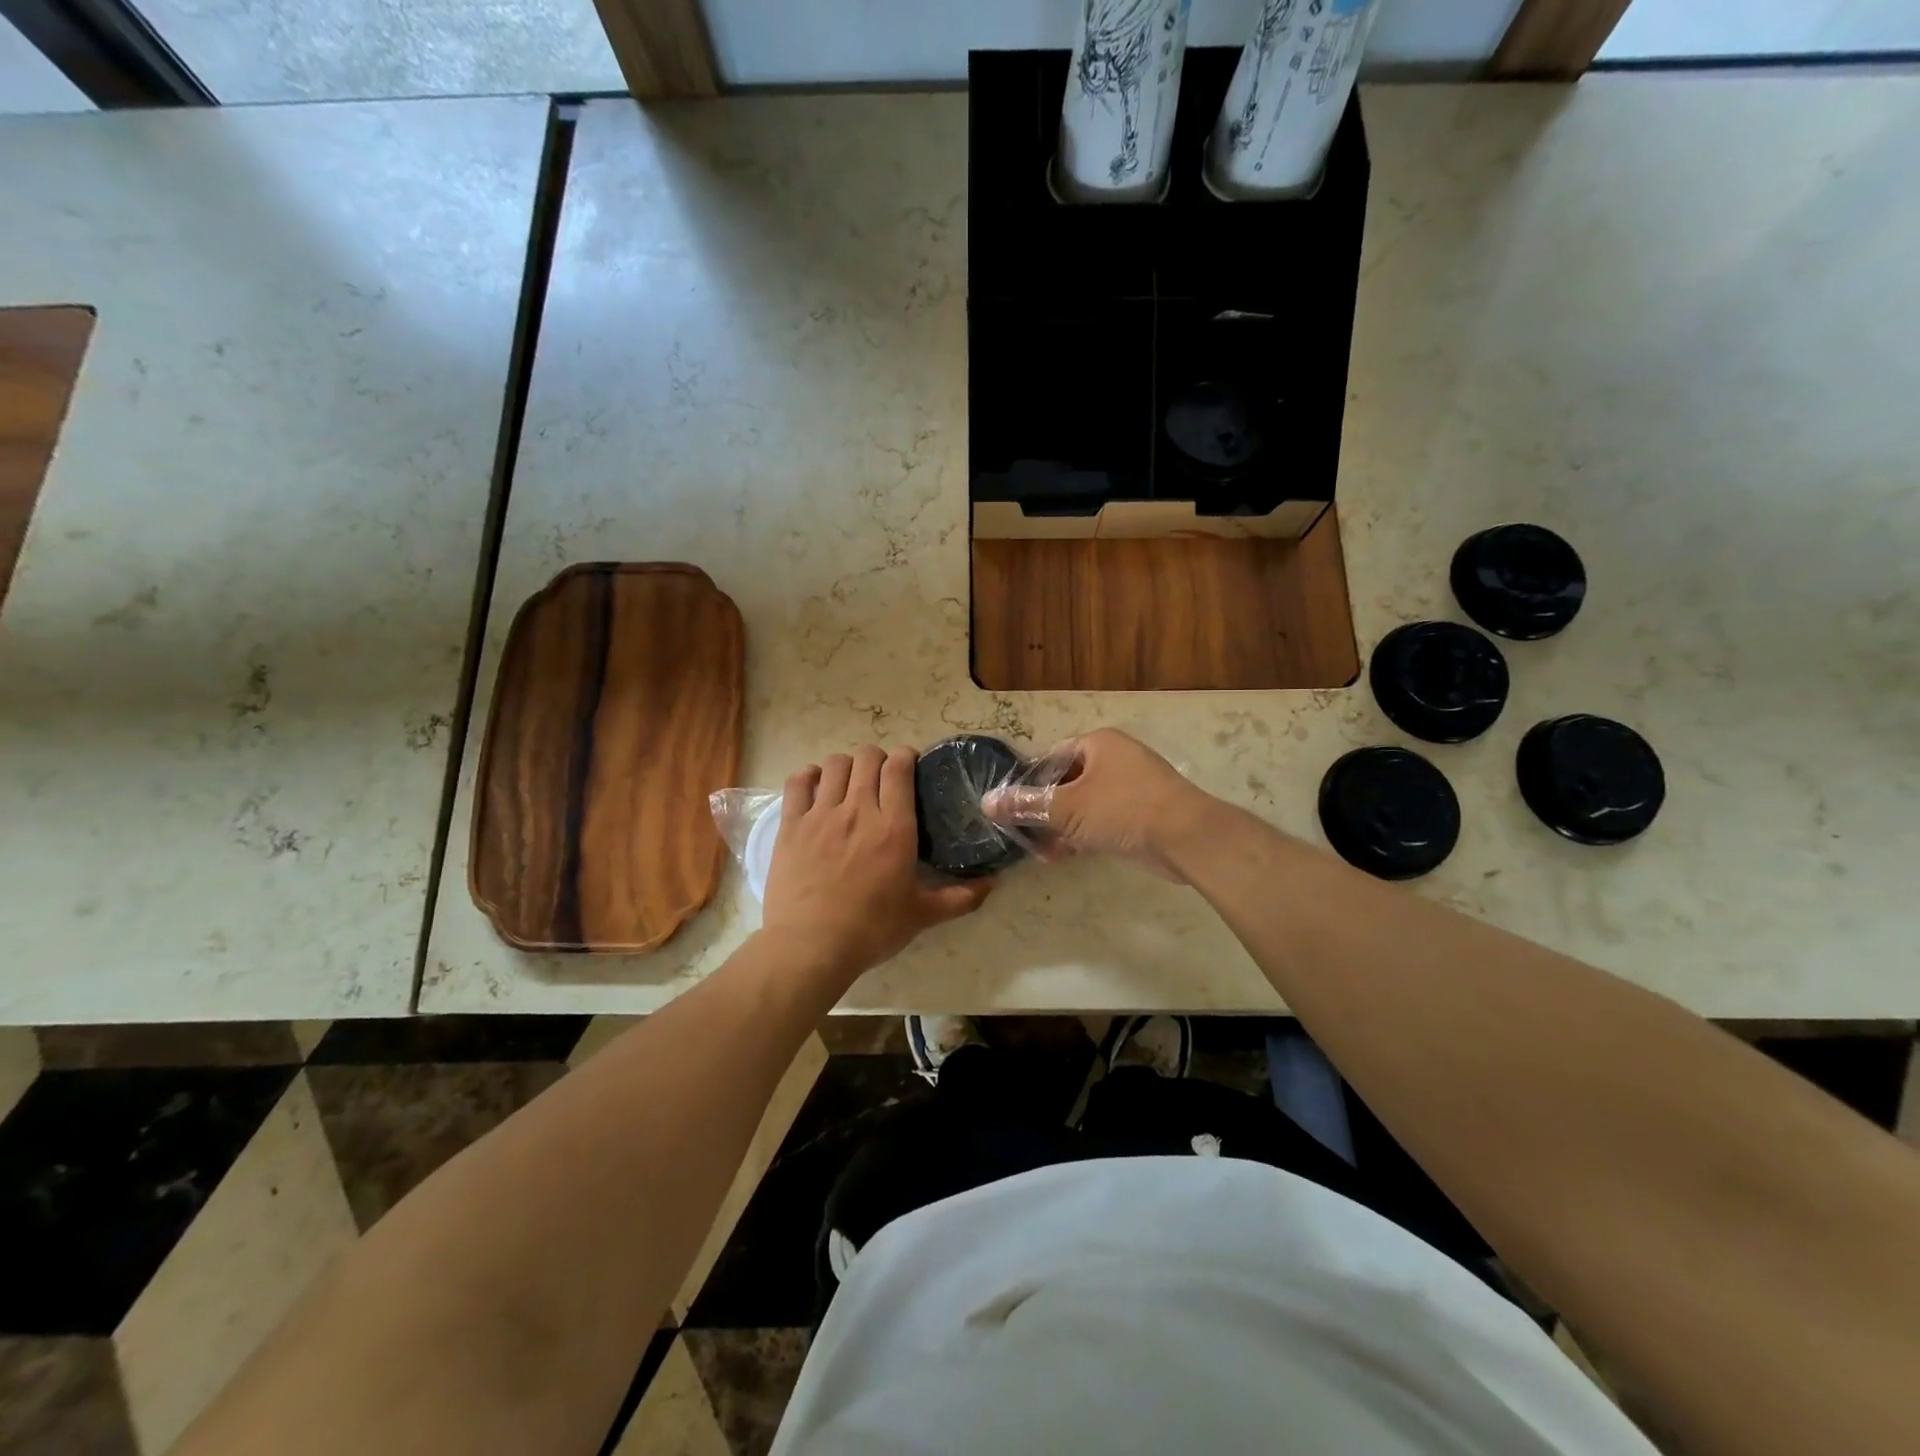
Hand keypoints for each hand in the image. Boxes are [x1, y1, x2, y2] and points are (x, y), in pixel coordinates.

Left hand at [761, 746, 991, 985]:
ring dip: (846, 766)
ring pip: (834, 764)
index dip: (905, 757)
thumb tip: (993, 884)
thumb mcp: (922, 916)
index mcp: (894, 827)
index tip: (909, 766)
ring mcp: (821, 814)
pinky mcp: (791, 825)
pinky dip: (809, 775)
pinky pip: (798, 781)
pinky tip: (815, 786)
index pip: (899, 767)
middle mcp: (859, 810)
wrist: (811, 946)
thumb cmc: (871, 930)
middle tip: (881, 778)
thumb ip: (960, 898)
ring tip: (849, 783)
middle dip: (877, 759)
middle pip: (867, 757)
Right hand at [981, 728, 1212, 881]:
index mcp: (1098, 744)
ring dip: (1059, 827)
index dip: (1028, 781)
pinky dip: (1080, 835)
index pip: (1051, 757)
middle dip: (1043, 810)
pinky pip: (1100, 821)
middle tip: (1021, 832)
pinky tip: (1061, 856)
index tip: (1010, 806)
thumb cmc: (1122, 809)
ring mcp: (1129, 788)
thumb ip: (1026, 804)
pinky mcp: (1138, 816)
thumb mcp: (1067, 807)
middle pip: (1066, 782)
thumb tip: (987, 802)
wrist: (1186, 838)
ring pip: (1082, 805)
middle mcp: (1114, 760)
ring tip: (1039, 850)